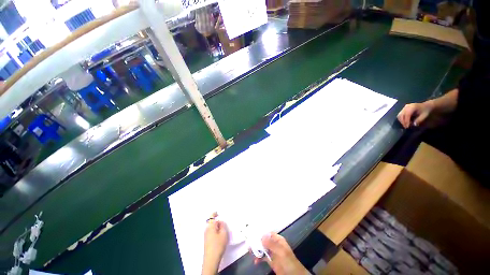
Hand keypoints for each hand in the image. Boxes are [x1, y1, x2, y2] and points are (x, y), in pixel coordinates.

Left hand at [202, 213, 228, 274]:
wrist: (211, 259)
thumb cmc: (218, 245)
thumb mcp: (224, 233)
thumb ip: (223, 225)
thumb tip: (221, 221)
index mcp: (210, 226)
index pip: (212, 216)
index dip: (215, 213)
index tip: (219, 212)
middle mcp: (207, 229)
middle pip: (211, 221)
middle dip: (216, 220)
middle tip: (223, 220)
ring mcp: (206, 235)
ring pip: (211, 226)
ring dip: (216, 225)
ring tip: (222, 227)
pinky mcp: (207, 240)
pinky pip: (211, 231)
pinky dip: (215, 230)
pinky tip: (219, 234)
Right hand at [254, 232, 308, 274]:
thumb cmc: (288, 261)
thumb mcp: (281, 251)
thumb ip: (271, 244)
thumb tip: (261, 237)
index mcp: (278, 240)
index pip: (268, 234)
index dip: (261, 233)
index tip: (253, 234)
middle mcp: (275, 245)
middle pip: (264, 241)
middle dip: (257, 241)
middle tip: (249, 242)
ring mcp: (272, 253)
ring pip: (263, 249)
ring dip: (256, 250)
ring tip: (249, 251)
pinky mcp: (271, 261)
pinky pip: (263, 257)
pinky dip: (259, 258)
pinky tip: (255, 261)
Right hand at [397, 101, 433, 128]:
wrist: (426, 105)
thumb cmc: (426, 110)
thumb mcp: (425, 115)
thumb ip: (419, 120)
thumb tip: (414, 125)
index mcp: (412, 107)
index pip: (407, 115)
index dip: (406, 121)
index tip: (407, 127)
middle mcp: (407, 107)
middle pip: (401, 115)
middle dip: (403, 122)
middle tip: (406, 127)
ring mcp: (404, 108)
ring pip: (399, 115)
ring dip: (401, 121)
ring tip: (405, 125)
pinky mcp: (403, 109)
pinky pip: (400, 115)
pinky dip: (401, 119)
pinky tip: (405, 122)